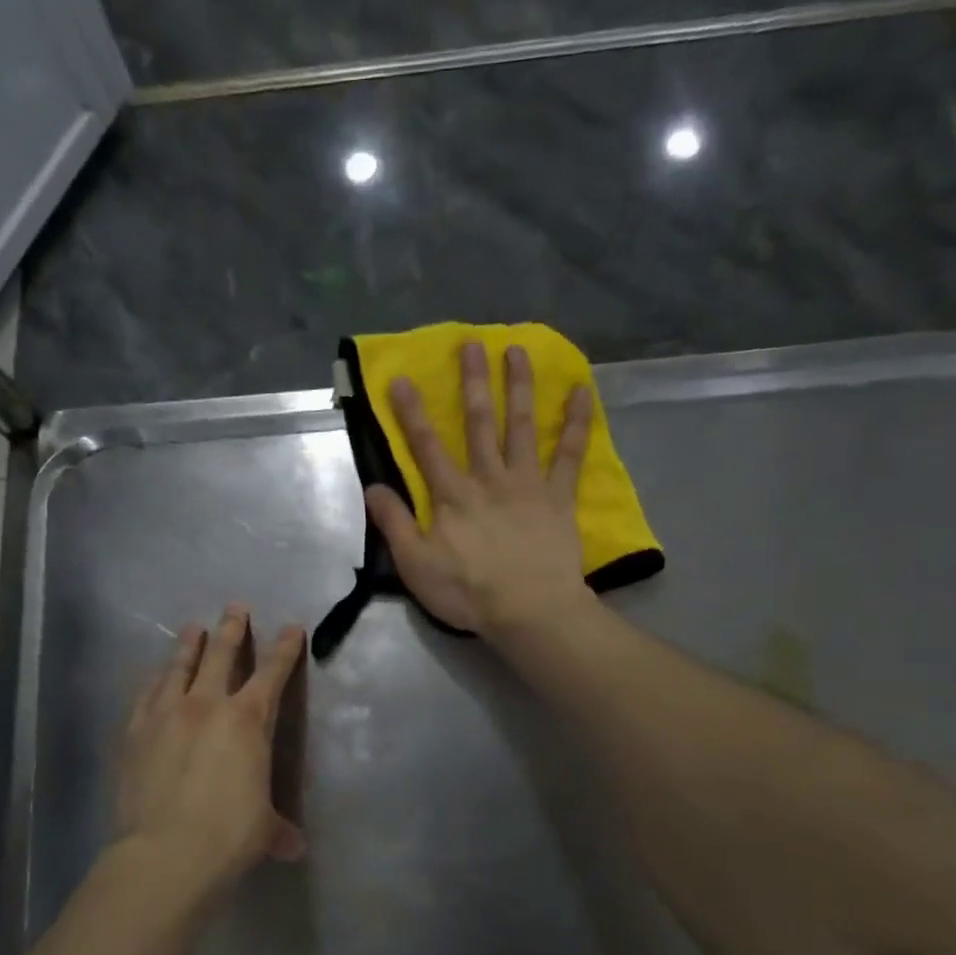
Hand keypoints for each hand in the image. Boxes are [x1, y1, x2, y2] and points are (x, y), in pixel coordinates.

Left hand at [116, 605, 306, 894]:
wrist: (165, 852)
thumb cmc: (228, 834)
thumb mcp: (263, 829)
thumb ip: (278, 829)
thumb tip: (294, 848)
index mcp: (247, 720)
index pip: (272, 674)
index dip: (285, 650)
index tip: (292, 627)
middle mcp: (207, 705)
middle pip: (221, 655)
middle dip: (232, 629)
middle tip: (235, 607)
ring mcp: (166, 714)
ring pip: (179, 667)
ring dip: (189, 645)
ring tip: (193, 628)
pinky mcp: (135, 731)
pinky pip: (146, 694)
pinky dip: (154, 680)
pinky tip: (154, 675)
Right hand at [366, 341, 594, 639]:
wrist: (529, 611)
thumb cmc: (468, 592)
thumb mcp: (416, 565)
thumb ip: (394, 524)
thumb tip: (373, 488)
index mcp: (452, 496)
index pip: (426, 447)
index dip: (412, 413)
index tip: (403, 378)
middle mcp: (489, 478)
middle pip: (479, 423)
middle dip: (472, 382)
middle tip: (470, 344)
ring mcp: (527, 483)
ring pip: (521, 426)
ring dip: (518, 386)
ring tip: (517, 350)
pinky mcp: (559, 497)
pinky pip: (569, 454)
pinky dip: (576, 422)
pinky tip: (582, 392)